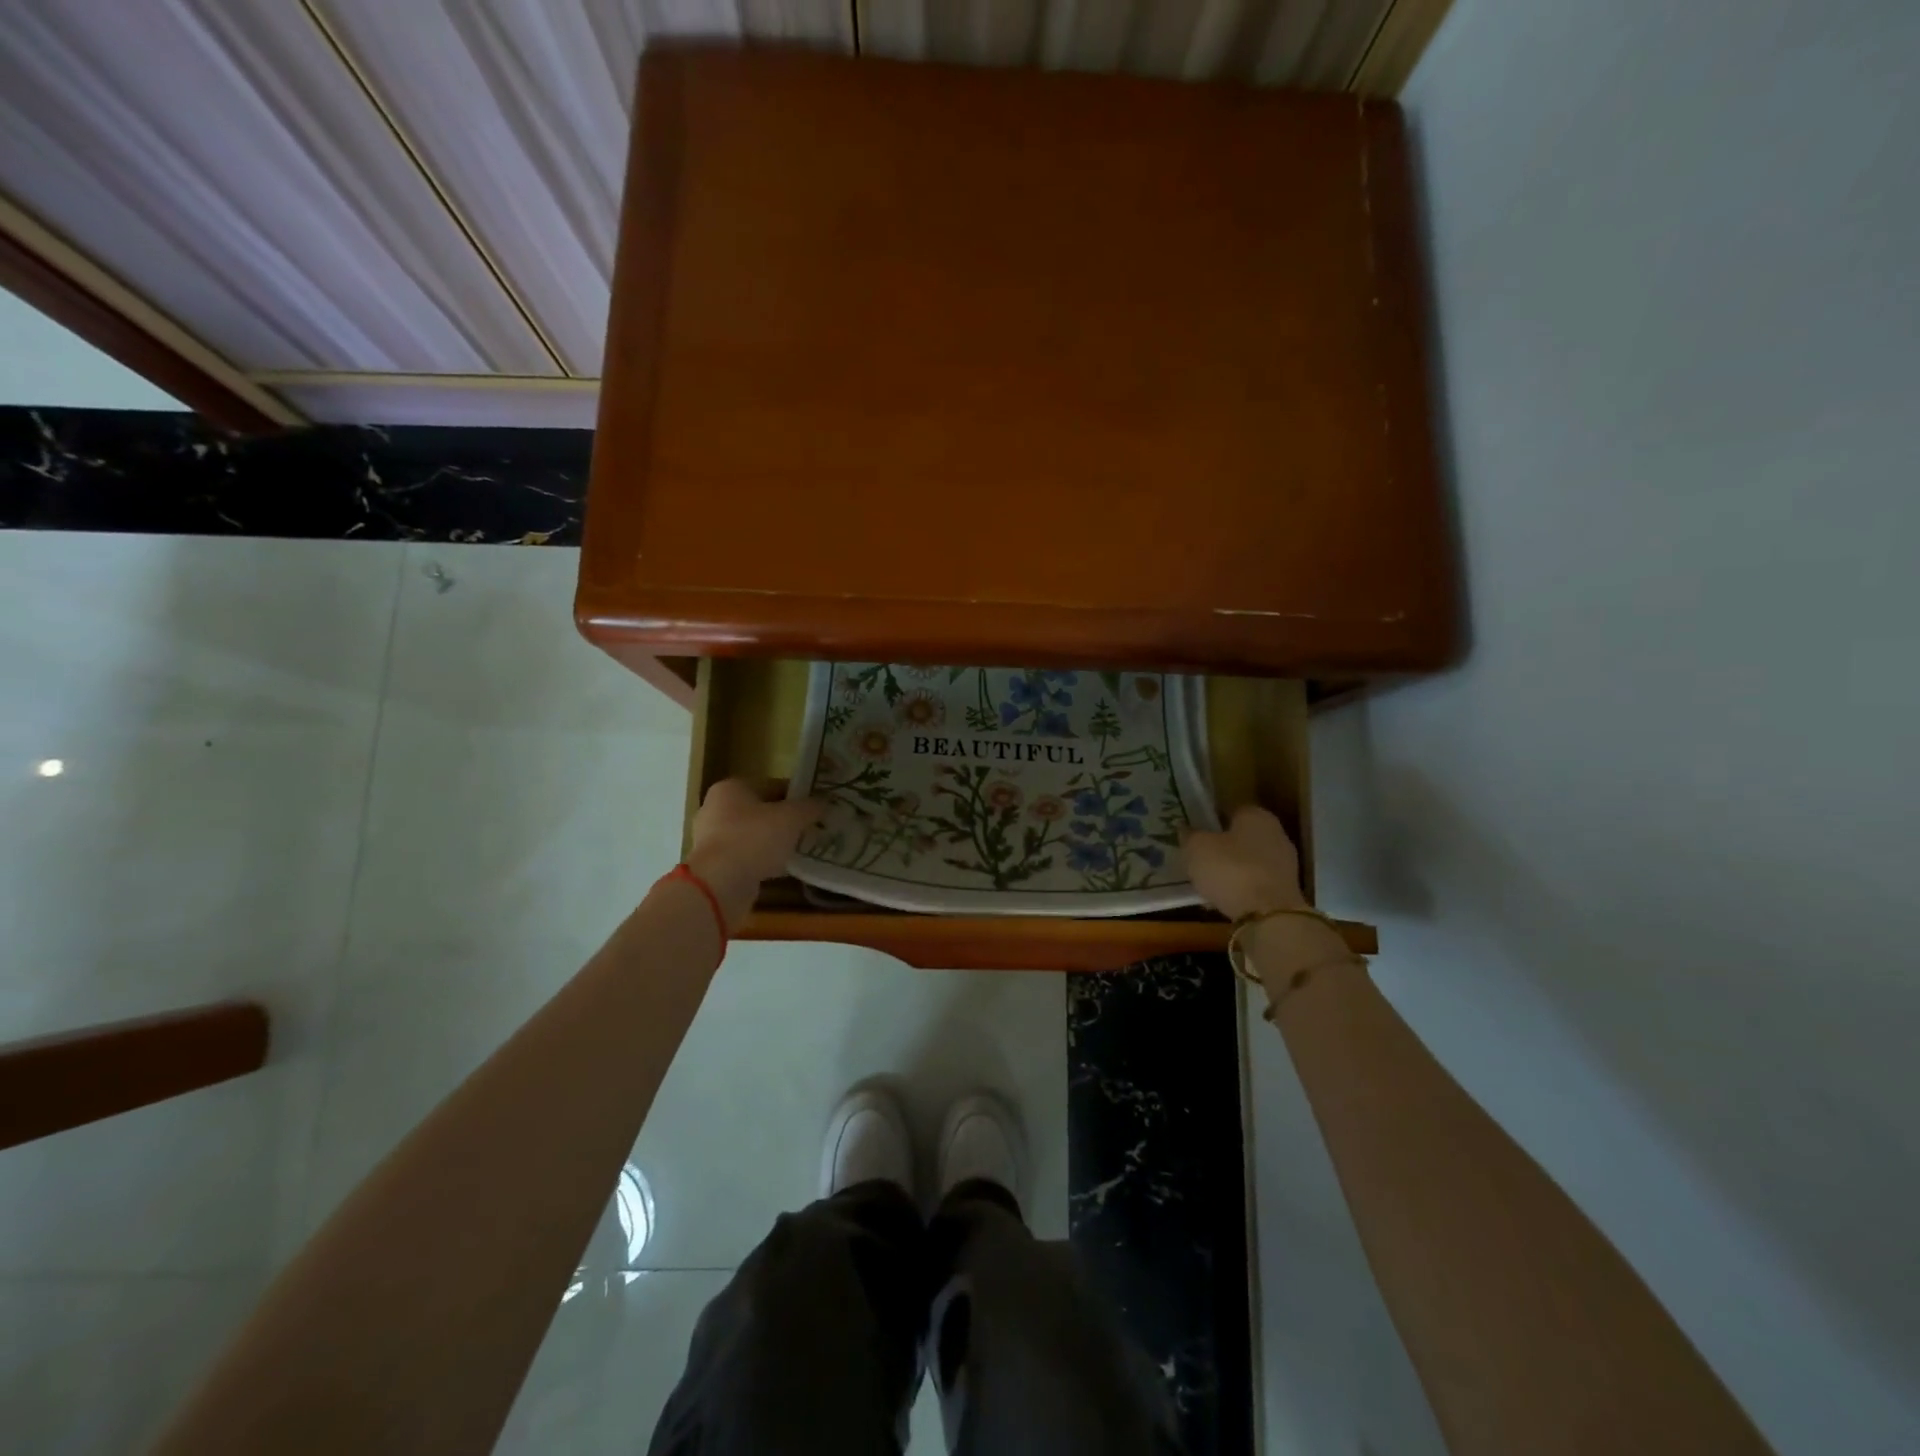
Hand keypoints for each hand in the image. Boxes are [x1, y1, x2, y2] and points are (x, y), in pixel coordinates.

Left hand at [685, 778, 823, 930]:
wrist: (719, 885)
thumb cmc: (754, 839)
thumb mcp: (791, 818)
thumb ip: (810, 807)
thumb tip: (825, 802)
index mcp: (731, 788)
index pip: (772, 785)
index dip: (797, 795)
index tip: (816, 807)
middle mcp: (716, 808)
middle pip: (761, 810)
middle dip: (785, 820)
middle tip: (810, 829)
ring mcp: (711, 838)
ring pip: (753, 835)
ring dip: (774, 842)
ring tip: (800, 850)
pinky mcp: (713, 865)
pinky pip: (745, 857)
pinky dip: (763, 860)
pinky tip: (782, 869)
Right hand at [1184, 805, 1307, 921]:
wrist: (1269, 916)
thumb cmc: (1231, 870)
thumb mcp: (1197, 848)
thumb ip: (1190, 835)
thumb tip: (1186, 829)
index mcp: (1256, 815)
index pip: (1230, 810)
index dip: (1211, 820)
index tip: (1194, 833)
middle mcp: (1276, 833)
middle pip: (1242, 836)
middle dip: (1222, 846)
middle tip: (1198, 857)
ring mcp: (1285, 863)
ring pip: (1249, 861)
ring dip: (1231, 869)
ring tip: (1208, 882)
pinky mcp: (1286, 890)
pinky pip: (1255, 883)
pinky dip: (1241, 888)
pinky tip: (1223, 899)